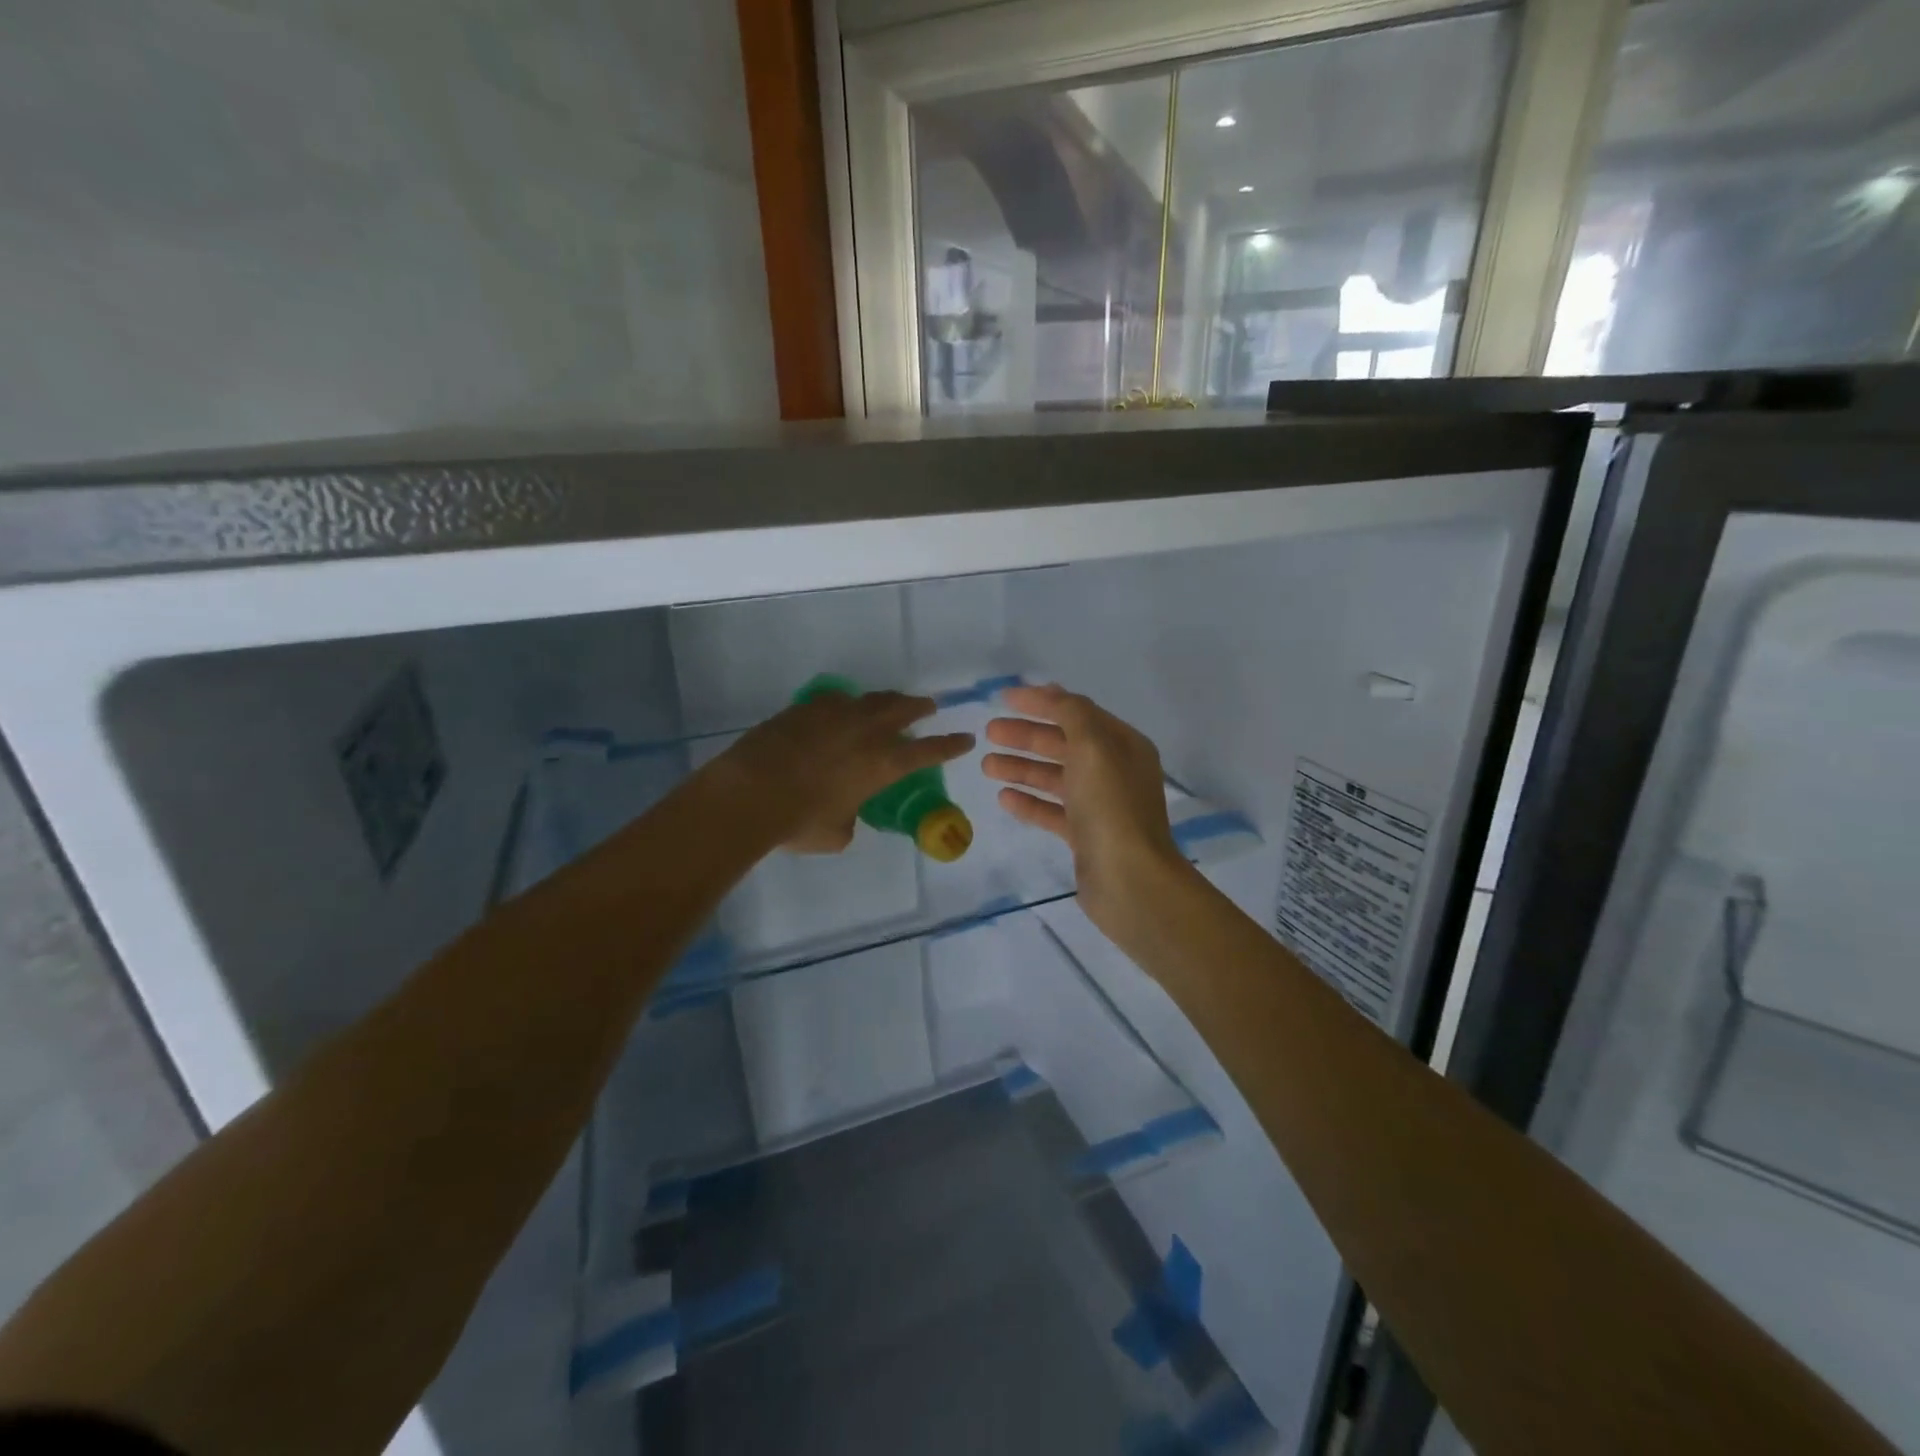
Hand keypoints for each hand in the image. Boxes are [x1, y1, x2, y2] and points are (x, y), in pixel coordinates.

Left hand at [709, 690, 974, 853]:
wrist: (750, 793)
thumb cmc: (800, 821)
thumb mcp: (837, 832)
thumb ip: (850, 817)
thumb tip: (845, 811)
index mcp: (883, 764)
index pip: (929, 751)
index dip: (951, 745)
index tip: (966, 738)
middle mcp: (866, 732)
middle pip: (903, 709)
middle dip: (919, 707)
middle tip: (928, 706)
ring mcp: (835, 714)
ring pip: (870, 698)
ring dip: (886, 700)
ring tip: (890, 702)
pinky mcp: (805, 708)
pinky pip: (834, 700)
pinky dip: (845, 704)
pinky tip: (839, 708)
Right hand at [983, 684, 1189, 931]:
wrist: (1129, 880)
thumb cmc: (1111, 806)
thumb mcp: (1093, 746)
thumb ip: (1071, 714)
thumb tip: (1052, 693)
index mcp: (1123, 745)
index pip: (1077, 712)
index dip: (1041, 702)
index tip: (1003, 699)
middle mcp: (1115, 771)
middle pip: (1064, 744)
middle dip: (1026, 736)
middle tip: (989, 733)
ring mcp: (1101, 806)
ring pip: (1055, 778)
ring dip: (1022, 768)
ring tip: (986, 766)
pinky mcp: (1086, 836)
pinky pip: (1053, 811)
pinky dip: (1029, 802)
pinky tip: (1004, 797)